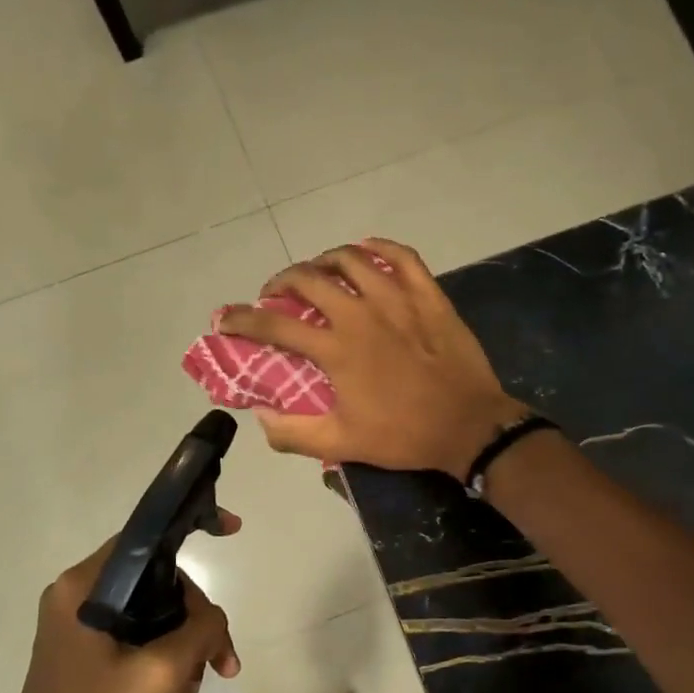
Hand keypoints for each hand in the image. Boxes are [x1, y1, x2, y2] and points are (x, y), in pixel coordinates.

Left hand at [4, 516, 241, 692]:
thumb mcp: (163, 674)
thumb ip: (201, 627)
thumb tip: (211, 618)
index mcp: (82, 588)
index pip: (145, 536)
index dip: (193, 527)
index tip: (235, 531)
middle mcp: (74, 598)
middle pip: (155, 581)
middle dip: (196, 617)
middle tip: (223, 662)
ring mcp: (75, 629)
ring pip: (150, 613)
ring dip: (184, 643)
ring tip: (199, 688)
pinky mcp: (80, 656)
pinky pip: (134, 638)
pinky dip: (163, 658)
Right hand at [219, 239, 525, 476]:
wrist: (469, 426)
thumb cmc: (404, 436)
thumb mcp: (342, 444)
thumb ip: (293, 432)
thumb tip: (259, 415)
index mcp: (336, 348)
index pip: (275, 325)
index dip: (242, 320)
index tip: (224, 318)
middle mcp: (361, 313)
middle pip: (308, 279)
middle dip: (281, 281)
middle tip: (274, 295)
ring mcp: (398, 298)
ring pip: (352, 259)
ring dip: (324, 260)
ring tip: (316, 272)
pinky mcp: (429, 295)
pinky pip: (402, 256)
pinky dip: (379, 248)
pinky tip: (366, 251)